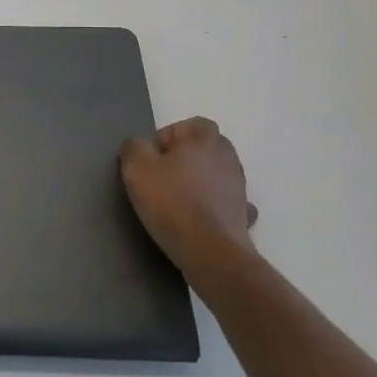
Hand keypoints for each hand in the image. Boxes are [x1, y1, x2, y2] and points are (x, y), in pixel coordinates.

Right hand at [119, 117, 259, 283]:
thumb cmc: (171, 202)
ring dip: (199, 182)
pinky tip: (199, 219)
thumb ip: (133, 147)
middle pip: (204, 148)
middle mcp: (227, 157)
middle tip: (161, 178)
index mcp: (204, 139)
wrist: (210, 251)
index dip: (167, 138)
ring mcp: (239, 187)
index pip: (189, 125)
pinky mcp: (243, 215)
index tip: (151, 160)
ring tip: (176, 202)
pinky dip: (214, 207)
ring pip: (216, 175)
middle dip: (184, 159)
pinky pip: (226, 203)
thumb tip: (139, 146)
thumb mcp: (136, 167)